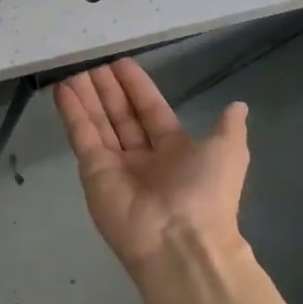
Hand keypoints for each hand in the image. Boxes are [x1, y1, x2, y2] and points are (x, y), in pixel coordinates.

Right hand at [53, 59, 249, 276]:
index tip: (120, 63)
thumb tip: (239, 106)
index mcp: (174, 151)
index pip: (150, 110)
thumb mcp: (228, 153)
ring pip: (99, 122)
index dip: (136, 87)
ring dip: (87, 96)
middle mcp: (143, 156)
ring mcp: (115, 164)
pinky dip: (72, 112)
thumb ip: (228, 128)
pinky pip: (82, 135)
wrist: (179, 242)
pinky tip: (63, 88)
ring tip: (73, 68)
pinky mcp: (92, 171)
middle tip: (92, 61)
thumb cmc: (205, 193)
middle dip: (108, 88)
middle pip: (121, 114)